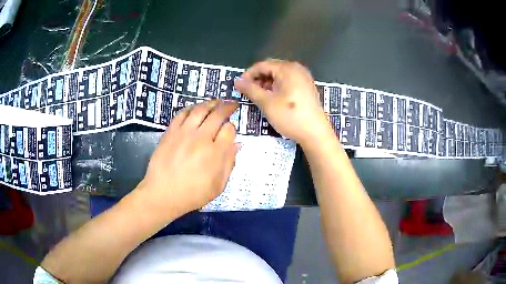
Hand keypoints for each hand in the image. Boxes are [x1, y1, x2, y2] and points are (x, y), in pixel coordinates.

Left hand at [138, 100, 238, 218]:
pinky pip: (182, 114)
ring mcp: (184, 133)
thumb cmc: (193, 194)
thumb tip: (238, 144)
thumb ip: (229, 164)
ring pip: (200, 110)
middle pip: (217, 115)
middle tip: (232, 104)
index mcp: (215, 153)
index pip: (229, 130)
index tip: (230, 131)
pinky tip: (195, 108)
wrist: (163, 194)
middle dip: (227, 107)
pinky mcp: (170, 132)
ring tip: (216, 101)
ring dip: (211, 103)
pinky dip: (191, 108)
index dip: (232, 128)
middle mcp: (201, 139)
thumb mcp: (218, 186)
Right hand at [235, 60, 332, 146]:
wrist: (315, 133)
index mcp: (287, 68)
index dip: (248, 75)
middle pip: (271, 69)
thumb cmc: (290, 116)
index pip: (261, 65)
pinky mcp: (307, 87)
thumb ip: (250, 89)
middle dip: (258, 80)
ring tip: (260, 98)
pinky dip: (278, 88)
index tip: (239, 87)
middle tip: (249, 93)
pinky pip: (288, 82)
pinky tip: (274, 100)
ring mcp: (304, 78)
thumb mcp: (266, 102)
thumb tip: (236, 81)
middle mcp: (297, 69)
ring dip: (267, 85)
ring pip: (279, 76)